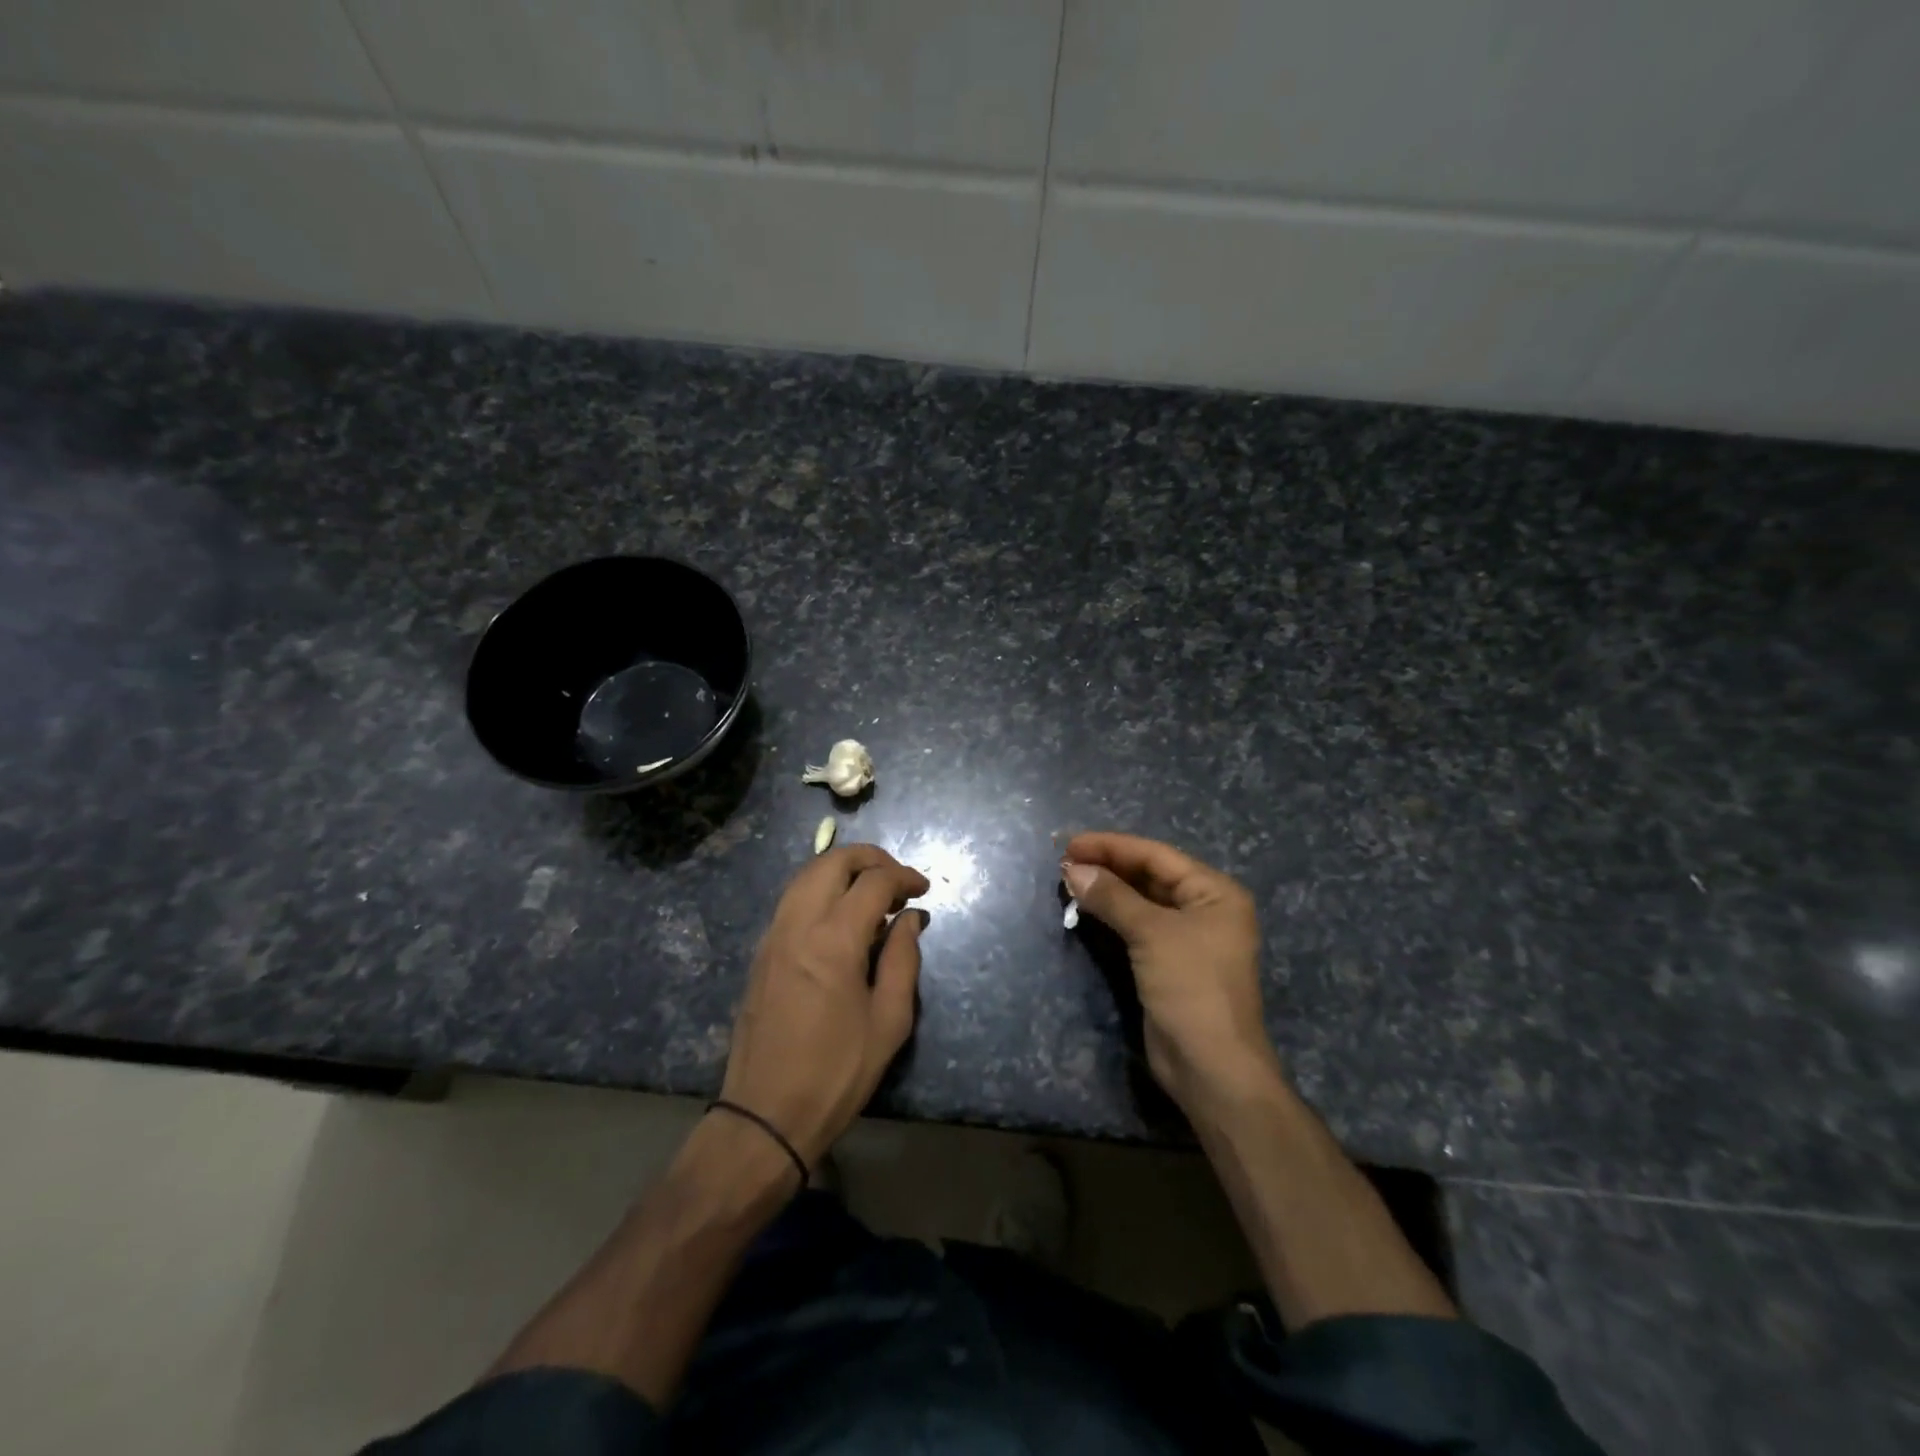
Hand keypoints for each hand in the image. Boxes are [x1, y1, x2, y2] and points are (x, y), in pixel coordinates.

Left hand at [719, 844, 929, 1166]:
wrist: (765, 1115)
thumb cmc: (837, 1072)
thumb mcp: (889, 1021)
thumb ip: (904, 959)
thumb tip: (911, 918)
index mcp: (833, 939)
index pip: (873, 882)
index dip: (904, 877)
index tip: (923, 891)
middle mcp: (797, 924)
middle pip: (832, 861)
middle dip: (870, 859)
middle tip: (898, 880)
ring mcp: (772, 935)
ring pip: (806, 875)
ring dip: (842, 871)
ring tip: (872, 894)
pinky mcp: (761, 952)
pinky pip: (792, 900)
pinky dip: (820, 890)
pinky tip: (841, 918)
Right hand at [1063, 832, 1277, 1112]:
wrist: (1211, 1067)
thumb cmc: (1191, 988)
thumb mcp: (1152, 934)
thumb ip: (1112, 896)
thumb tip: (1072, 868)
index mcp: (1215, 892)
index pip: (1156, 855)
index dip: (1112, 846)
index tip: (1070, 843)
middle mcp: (1205, 908)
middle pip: (1149, 875)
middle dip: (1108, 866)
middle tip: (1064, 861)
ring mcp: (1187, 937)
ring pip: (1141, 900)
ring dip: (1107, 889)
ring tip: (1068, 879)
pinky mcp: (1169, 962)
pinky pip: (1137, 926)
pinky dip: (1112, 915)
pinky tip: (1085, 908)